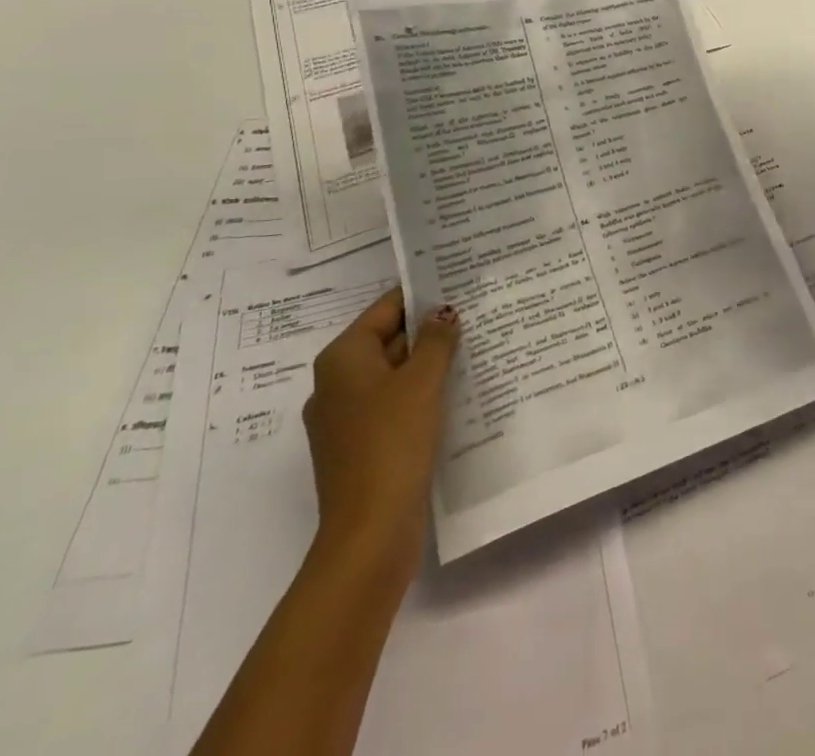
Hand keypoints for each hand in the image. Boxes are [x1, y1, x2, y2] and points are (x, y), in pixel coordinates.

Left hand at [302, 288, 460, 586]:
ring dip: (429, 364)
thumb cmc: (392, 442)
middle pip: (389, 340)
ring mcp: (346, 419)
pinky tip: (458, 393)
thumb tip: (443, 311)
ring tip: (476, 347)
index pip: (386, 308)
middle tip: (477, 313)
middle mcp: (336, 384)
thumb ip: (436, 340)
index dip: (422, 294)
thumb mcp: (422, 381)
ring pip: (394, 375)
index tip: (460, 283)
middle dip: (430, 330)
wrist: (370, 532)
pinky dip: (422, 395)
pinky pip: (395, 406)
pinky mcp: (362, 447)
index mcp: (342, 359)